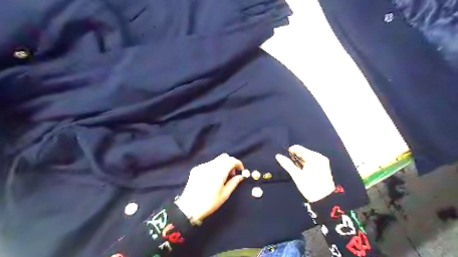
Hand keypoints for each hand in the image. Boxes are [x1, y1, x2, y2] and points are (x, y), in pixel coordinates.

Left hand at [176, 154, 246, 221]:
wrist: (188, 208)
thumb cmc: (209, 203)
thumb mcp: (224, 195)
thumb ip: (234, 183)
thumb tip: (240, 176)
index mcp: (218, 172)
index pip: (231, 160)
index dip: (238, 163)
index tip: (240, 170)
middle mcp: (210, 166)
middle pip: (224, 157)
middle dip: (230, 163)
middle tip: (232, 174)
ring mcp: (202, 166)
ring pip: (216, 160)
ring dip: (222, 165)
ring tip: (222, 177)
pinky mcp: (196, 169)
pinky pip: (208, 164)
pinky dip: (214, 167)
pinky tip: (212, 178)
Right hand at [276, 144, 335, 201]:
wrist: (325, 200)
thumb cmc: (310, 186)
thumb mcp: (297, 175)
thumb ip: (287, 164)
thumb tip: (278, 156)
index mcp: (313, 157)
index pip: (298, 148)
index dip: (290, 151)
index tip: (284, 158)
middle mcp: (319, 157)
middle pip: (303, 152)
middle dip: (295, 157)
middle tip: (288, 165)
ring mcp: (322, 162)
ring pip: (307, 157)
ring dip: (300, 161)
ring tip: (294, 168)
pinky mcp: (324, 167)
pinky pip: (312, 161)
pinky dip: (306, 164)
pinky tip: (301, 170)